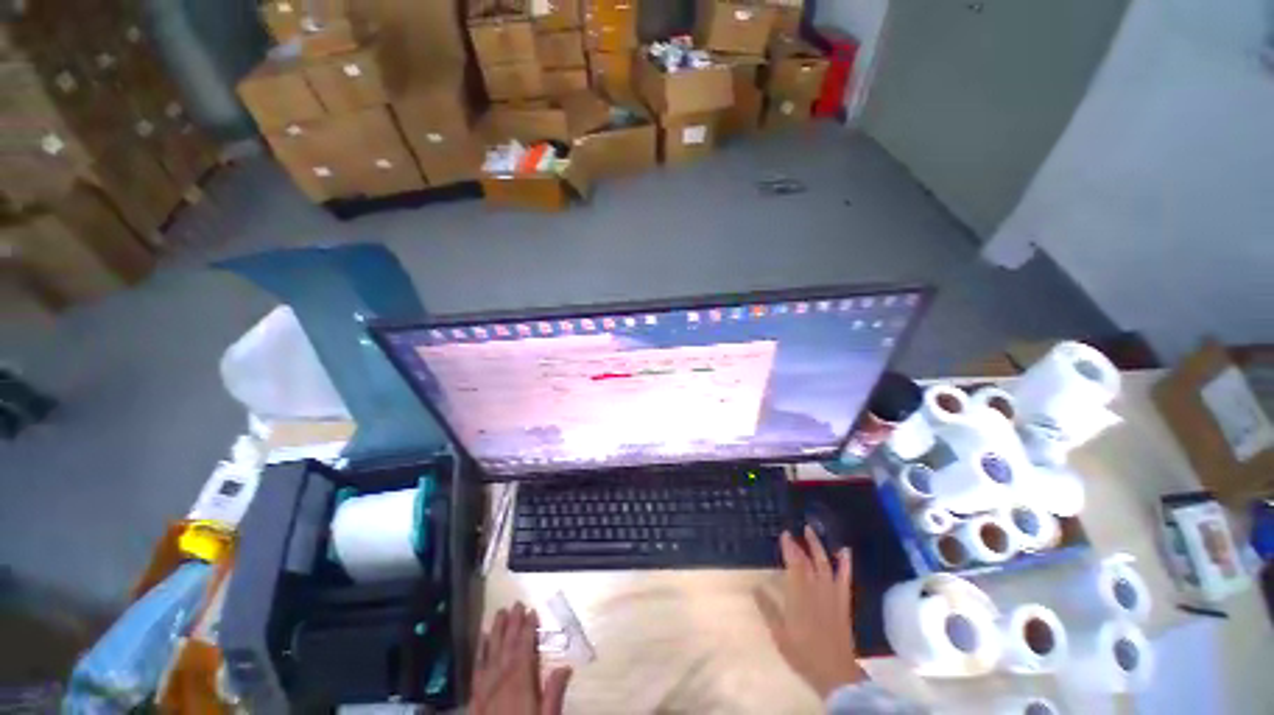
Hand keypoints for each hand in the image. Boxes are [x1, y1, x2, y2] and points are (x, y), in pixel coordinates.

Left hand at [472, 602, 572, 714]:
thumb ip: (553, 693)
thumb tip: (566, 666)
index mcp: (521, 683)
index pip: (525, 649)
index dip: (529, 629)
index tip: (532, 610)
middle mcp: (501, 681)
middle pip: (508, 647)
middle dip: (513, 624)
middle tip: (516, 603)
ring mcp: (485, 688)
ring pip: (491, 653)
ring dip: (496, 632)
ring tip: (500, 613)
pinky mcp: (475, 698)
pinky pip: (477, 669)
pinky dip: (480, 652)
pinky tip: (482, 640)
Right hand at [756, 527, 866, 698]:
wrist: (835, 673)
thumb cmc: (803, 653)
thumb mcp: (779, 633)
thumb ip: (768, 609)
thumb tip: (756, 587)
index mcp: (798, 596)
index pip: (793, 565)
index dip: (789, 548)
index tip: (784, 534)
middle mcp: (815, 590)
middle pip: (807, 562)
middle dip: (799, 545)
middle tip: (793, 532)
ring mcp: (831, 595)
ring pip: (825, 565)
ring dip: (818, 546)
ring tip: (811, 531)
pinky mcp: (843, 602)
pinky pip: (844, 578)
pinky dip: (845, 563)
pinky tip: (844, 550)